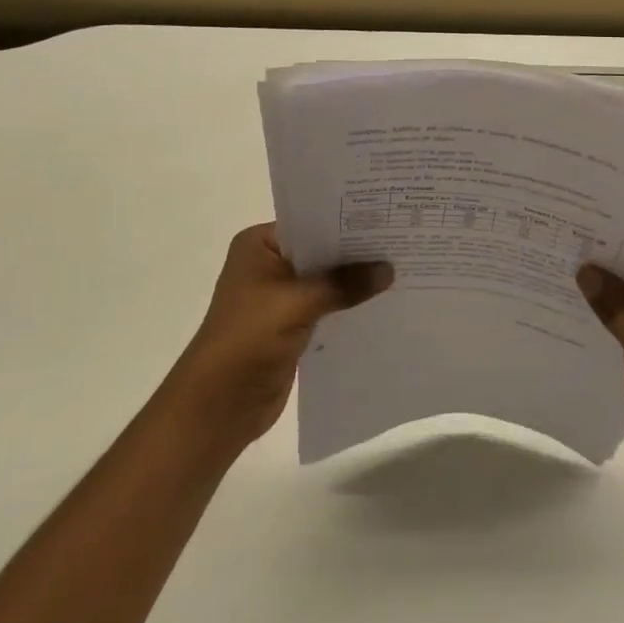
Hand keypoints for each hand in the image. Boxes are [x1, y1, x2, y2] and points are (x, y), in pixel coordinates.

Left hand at [176, 224, 392, 452]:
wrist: (219, 406)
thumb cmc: (247, 340)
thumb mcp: (297, 303)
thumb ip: (344, 284)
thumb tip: (389, 269)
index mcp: (260, 246)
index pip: (311, 222)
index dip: (348, 221)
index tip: (388, 216)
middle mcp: (270, 265)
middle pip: (323, 251)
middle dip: (358, 252)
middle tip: (404, 240)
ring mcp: (281, 297)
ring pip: (328, 281)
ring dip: (357, 281)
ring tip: (404, 268)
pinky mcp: (293, 326)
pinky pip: (330, 307)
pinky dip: (351, 306)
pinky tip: (386, 302)